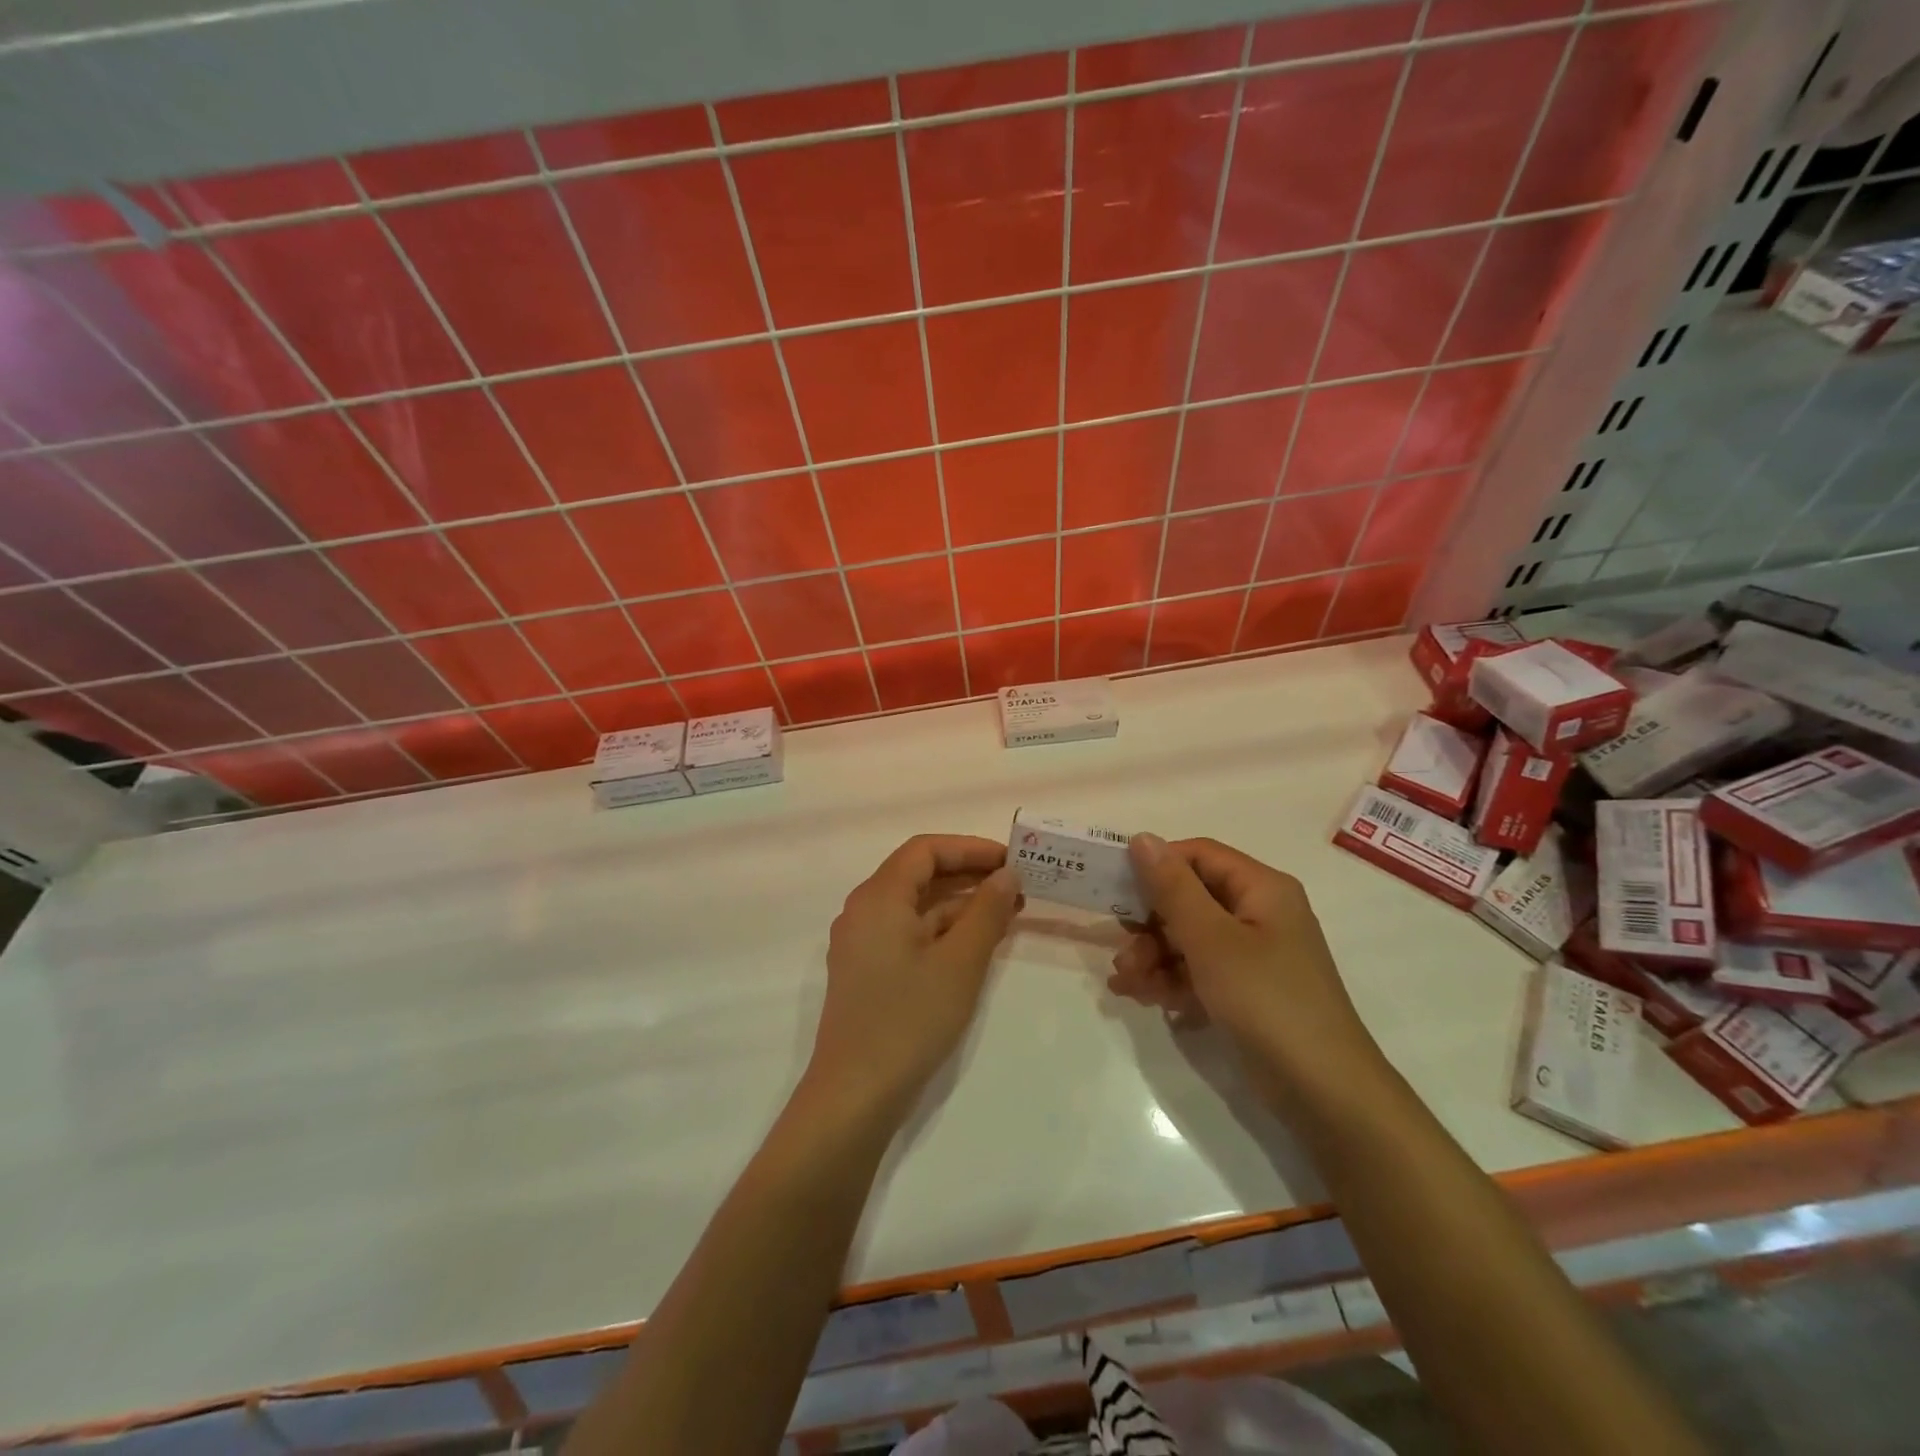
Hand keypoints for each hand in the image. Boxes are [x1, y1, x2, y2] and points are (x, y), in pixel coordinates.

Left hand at [807, 834, 1021, 1121]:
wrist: (856, 1095)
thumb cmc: (909, 1019)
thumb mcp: (960, 963)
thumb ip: (987, 912)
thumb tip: (1007, 876)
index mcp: (878, 897)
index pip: (925, 850)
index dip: (970, 848)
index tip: (1011, 861)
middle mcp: (864, 911)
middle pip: (919, 874)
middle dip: (969, 875)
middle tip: (1017, 886)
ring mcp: (863, 943)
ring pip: (916, 906)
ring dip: (960, 904)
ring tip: (1008, 914)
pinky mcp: (868, 971)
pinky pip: (909, 933)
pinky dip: (943, 930)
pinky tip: (978, 943)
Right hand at [1108, 834, 1383, 1107]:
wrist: (1324, 1094)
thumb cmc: (1267, 1001)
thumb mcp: (1212, 940)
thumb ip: (1173, 888)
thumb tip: (1142, 837)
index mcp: (1261, 889)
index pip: (1198, 855)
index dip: (1156, 866)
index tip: (1115, 888)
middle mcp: (1259, 913)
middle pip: (1190, 898)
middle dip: (1149, 924)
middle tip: (1120, 949)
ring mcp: (1253, 955)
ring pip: (1188, 937)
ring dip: (1153, 955)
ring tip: (1125, 982)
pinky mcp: (1245, 991)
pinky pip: (1198, 970)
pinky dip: (1170, 979)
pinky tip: (1143, 997)